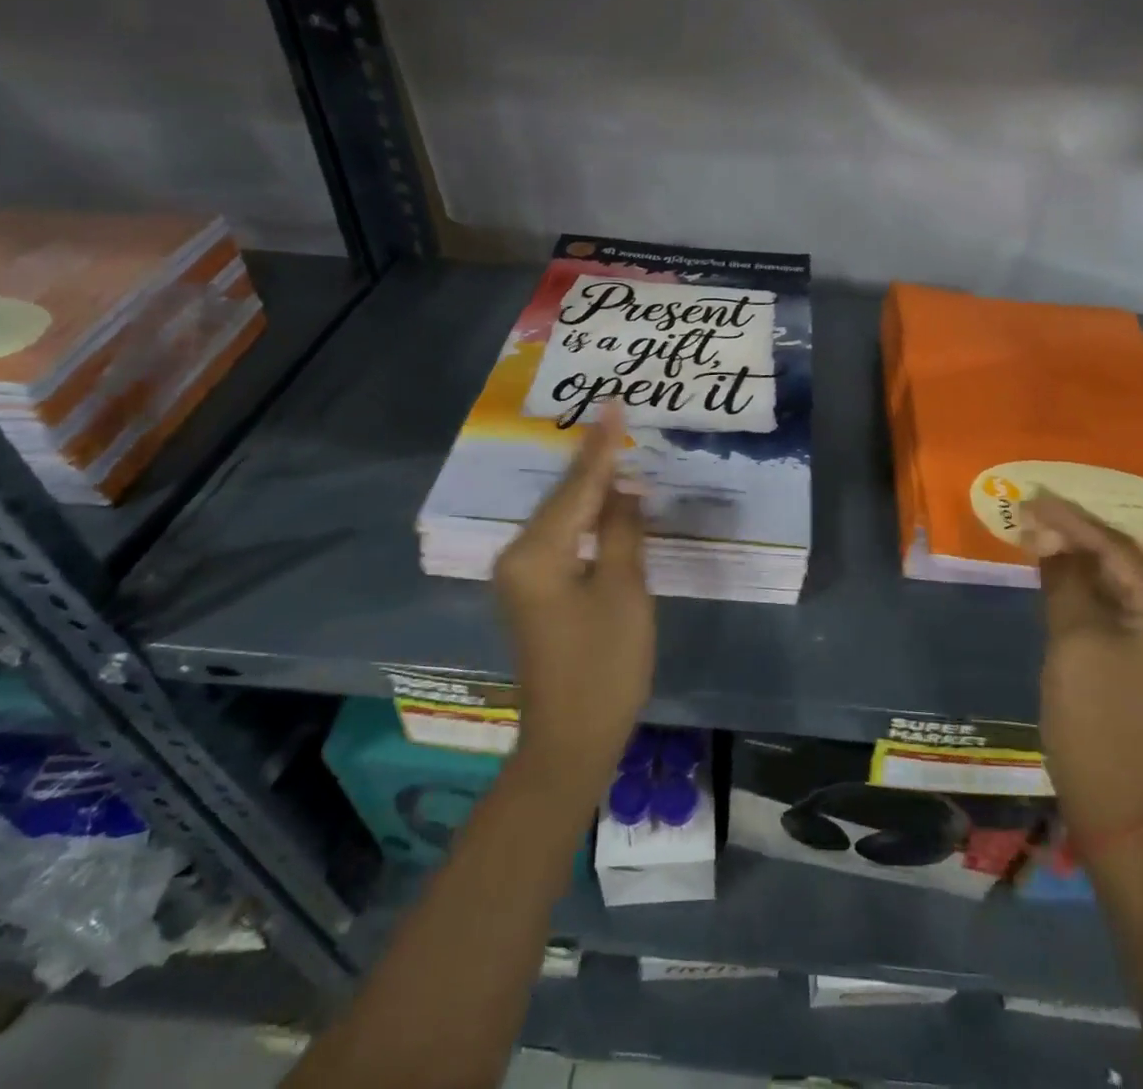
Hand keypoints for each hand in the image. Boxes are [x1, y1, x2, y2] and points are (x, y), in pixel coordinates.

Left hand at [493, 403, 655, 798]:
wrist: (572, 739)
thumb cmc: (604, 665)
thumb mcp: (624, 589)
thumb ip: (623, 529)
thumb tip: (625, 486)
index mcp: (537, 552)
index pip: (577, 486)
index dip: (602, 445)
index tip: (615, 402)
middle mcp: (518, 554)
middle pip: (564, 496)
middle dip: (594, 459)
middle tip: (619, 418)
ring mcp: (521, 573)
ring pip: (562, 514)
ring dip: (591, 485)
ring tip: (617, 446)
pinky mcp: (533, 589)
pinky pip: (561, 535)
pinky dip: (586, 515)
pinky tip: (606, 499)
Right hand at [1021, 493, 1142, 836]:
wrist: (1112, 799)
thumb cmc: (1093, 715)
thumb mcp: (1072, 639)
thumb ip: (1063, 579)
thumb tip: (1047, 535)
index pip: (1119, 552)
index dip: (1073, 521)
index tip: (1034, 497)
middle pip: (1123, 565)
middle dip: (1076, 536)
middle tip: (1032, 511)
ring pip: (1118, 586)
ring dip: (1078, 560)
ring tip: (1038, 532)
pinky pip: (1115, 609)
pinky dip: (1084, 589)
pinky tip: (1056, 572)